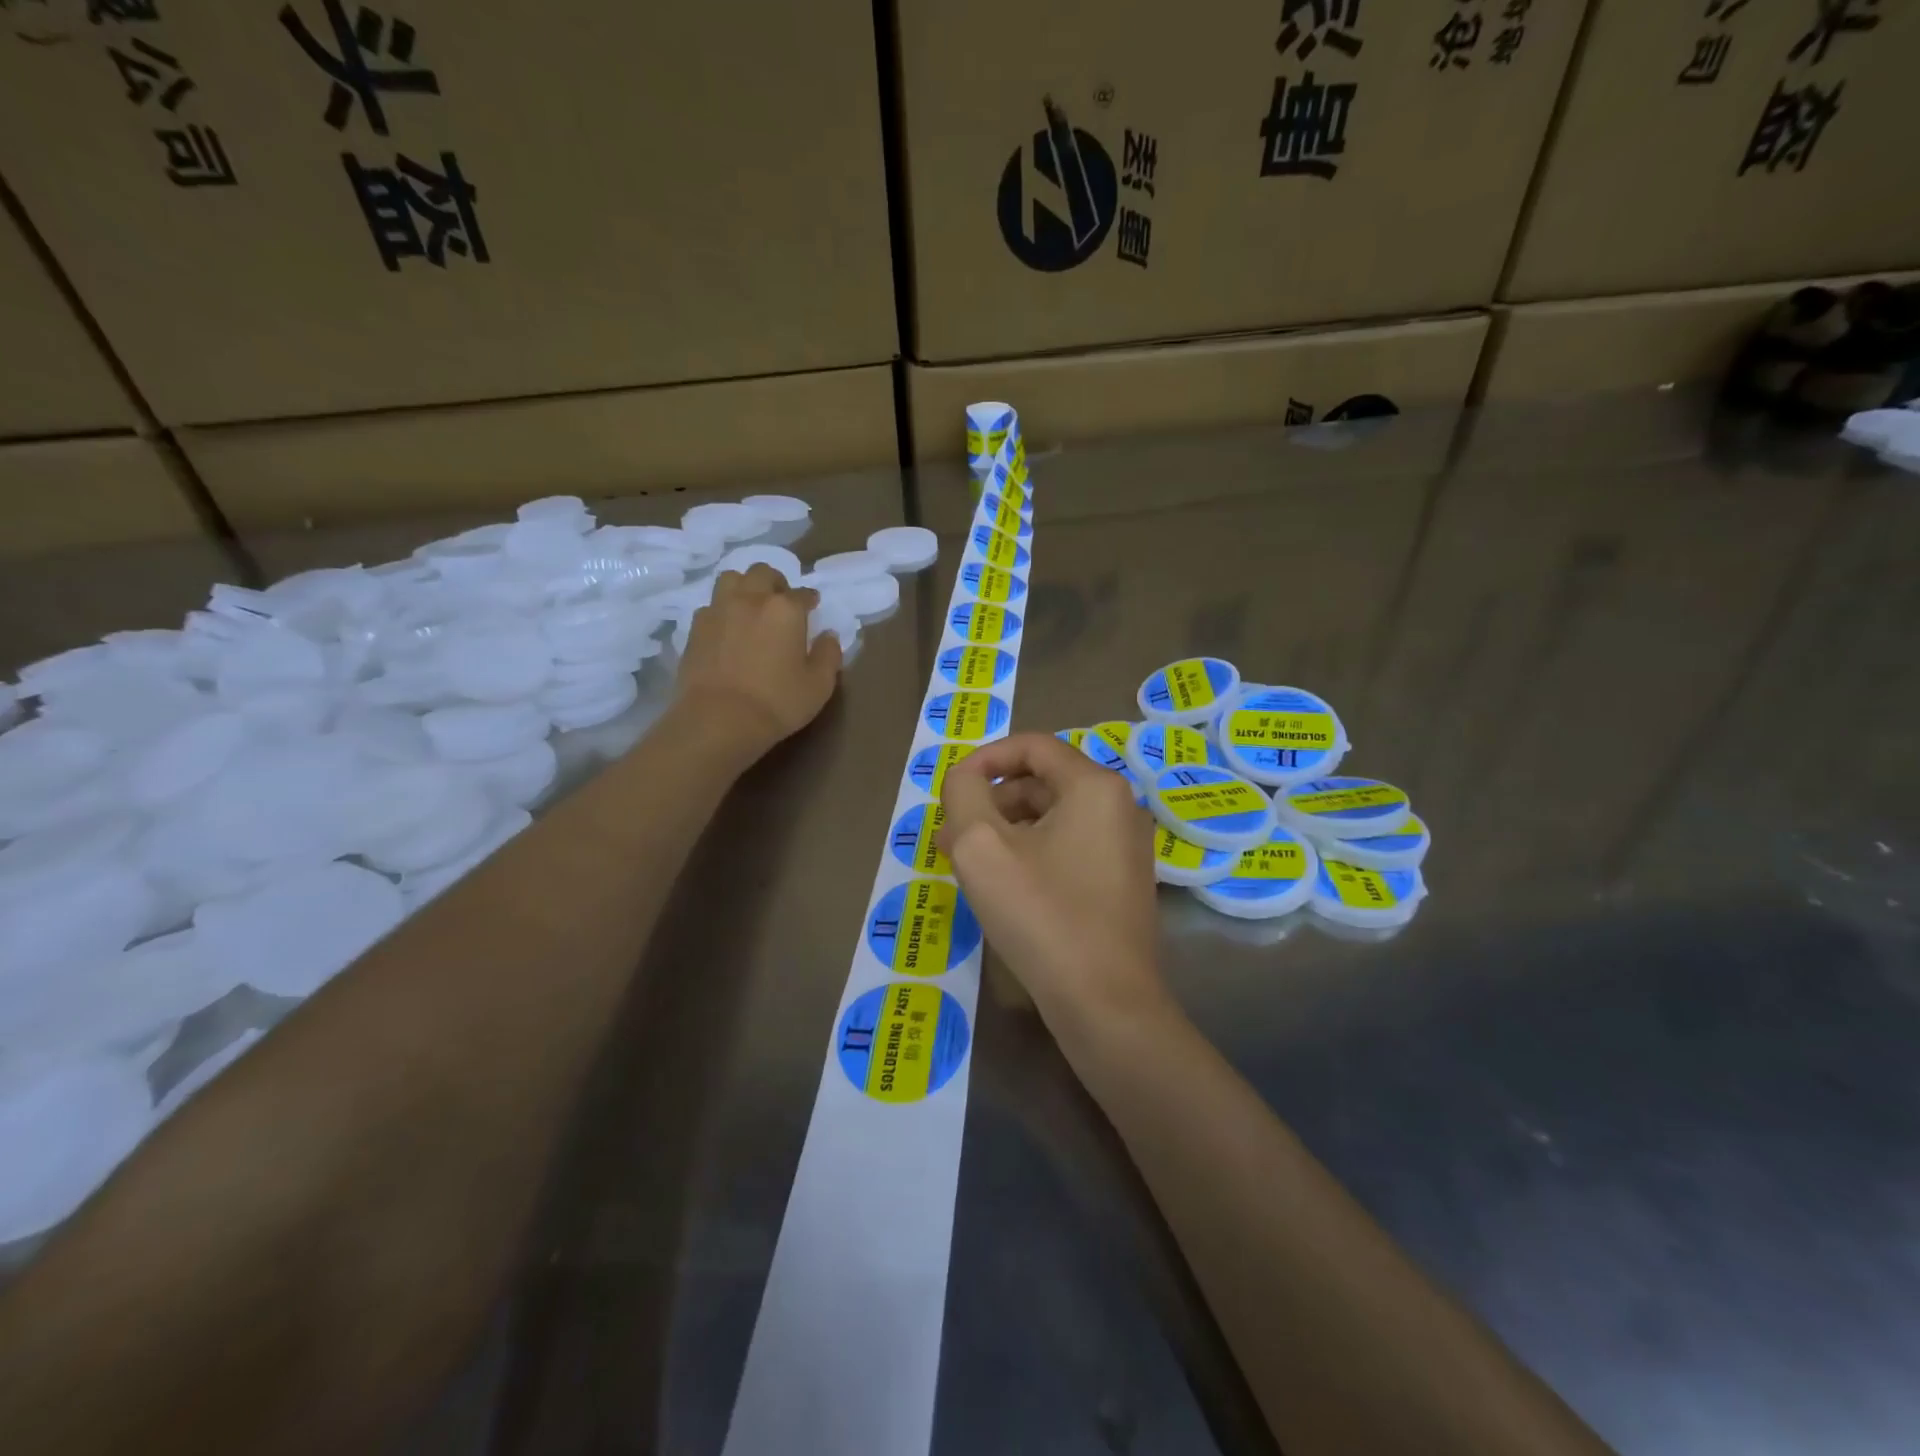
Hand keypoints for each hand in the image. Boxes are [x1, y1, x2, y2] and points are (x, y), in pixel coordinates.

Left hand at [676, 564, 840, 754]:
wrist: (718, 720)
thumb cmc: (777, 702)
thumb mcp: (819, 685)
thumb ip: (829, 655)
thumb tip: (828, 636)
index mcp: (785, 609)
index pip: (803, 593)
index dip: (810, 600)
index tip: (813, 608)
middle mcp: (751, 599)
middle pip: (763, 573)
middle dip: (776, 583)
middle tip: (781, 603)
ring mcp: (718, 611)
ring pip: (731, 579)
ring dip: (744, 587)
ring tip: (750, 607)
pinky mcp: (695, 629)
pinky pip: (710, 606)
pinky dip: (722, 611)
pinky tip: (727, 629)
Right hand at [939, 734, 1171, 1036]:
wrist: (1106, 1004)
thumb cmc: (1042, 915)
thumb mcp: (981, 846)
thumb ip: (963, 794)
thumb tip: (965, 778)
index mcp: (1094, 786)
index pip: (1032, 746)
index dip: (984, 759)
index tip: (950, 789)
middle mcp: (1119, 806)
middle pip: (1042, 782)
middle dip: (990, 802)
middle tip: (949, 836)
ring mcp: (1126, 847)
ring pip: (1053, 819)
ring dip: (1006, 830)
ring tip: (966, 864)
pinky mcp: (1122, 883)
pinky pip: (1068, 849)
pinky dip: (1030, 854)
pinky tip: (1002, 885)